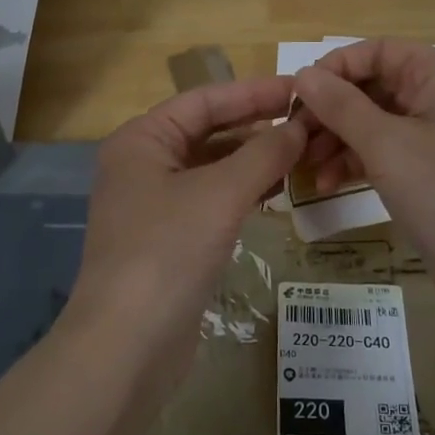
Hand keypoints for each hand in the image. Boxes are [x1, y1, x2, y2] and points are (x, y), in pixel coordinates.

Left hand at [66, 76, 305, 363]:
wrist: (126, 346)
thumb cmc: (167, 252)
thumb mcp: (220, 195)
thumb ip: (264, 154)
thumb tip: (299, 127)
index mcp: (142, 140)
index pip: (204, 101)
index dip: (253, 92)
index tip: (299, 88)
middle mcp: (143, 164)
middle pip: (207, 132)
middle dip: (256, 126)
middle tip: (308, 121)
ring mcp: (153, 204)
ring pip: (211, 168)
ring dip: (253, 159)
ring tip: (302, 153)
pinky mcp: (168, 239)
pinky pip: (211, 200)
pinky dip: (242, 191)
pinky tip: (276, 190)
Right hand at [292, 39, 434, 281]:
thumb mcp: (385, 144)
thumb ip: (340, 105)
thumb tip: (302, 74)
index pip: (378, 51)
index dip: (335, 68)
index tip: (297, 96)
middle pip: (374, 87)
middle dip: (331, 110)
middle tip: (294, 136)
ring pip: (376, 122)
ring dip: (337, 140)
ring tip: (304, 167)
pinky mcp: (434, 171)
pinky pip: (387, 152)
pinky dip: (357, 162)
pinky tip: (327, 184)